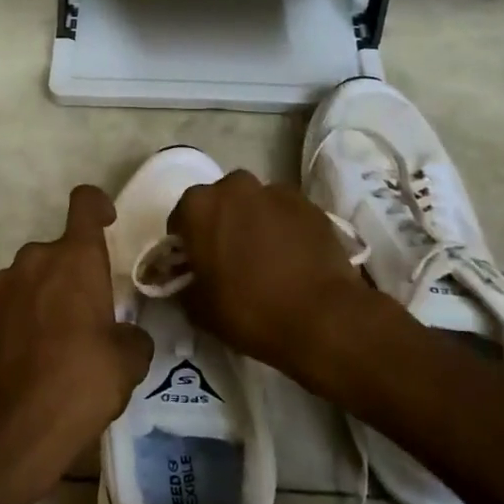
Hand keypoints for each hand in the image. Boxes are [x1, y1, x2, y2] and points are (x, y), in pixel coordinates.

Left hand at [0, 185, 153, 489]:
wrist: (16, 425)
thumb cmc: (82, 380)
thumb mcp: (130, 359)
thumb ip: (132, 334)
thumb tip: (125, 336)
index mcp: (75, 258)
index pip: (85, 203)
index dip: (98, 204)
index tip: (108, 221)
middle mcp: (36, 258)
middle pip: (60, 250)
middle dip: (75, 273)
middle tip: (90, 315)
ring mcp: (3, 285)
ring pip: (34, 276)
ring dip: (48, 295)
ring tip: (59, 341)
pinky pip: (12, 301)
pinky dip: (24, 316)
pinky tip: (33, 356)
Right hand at [169, 170, 387, 374]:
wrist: (322, 318)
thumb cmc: (249, 311)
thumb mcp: (198, 308)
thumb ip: (184, 284)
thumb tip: (186, 278)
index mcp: (198, 206)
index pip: (182, 219)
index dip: (187, 244)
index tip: (196, 266)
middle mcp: (234, 186)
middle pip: (221, 203)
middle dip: (222, 224)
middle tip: (231, 260)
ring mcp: (275, 191)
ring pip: (255, 204)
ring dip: (255, 222)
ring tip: (267, 259)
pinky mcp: (309, 204)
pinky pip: (286, 213)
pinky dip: (285, 228)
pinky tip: (293, 258)